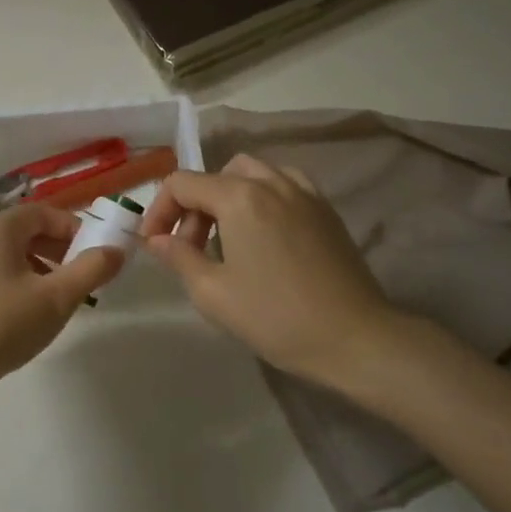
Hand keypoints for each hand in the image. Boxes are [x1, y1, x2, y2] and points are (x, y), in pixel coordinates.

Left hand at [0, 205, 123, 398]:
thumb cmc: (0, 326)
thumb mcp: (55, 299)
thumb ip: (91, 270)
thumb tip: (116, 250)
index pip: (46, 212)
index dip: (76, 229)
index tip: (98, 255)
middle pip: (29, 231)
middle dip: (62, 250)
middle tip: (84, 279)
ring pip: (13, 254)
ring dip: (43, 269)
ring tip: (61, 300)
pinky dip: (21, 283)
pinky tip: (30, 315)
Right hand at [140, 155, 399, 382]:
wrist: (355, 338)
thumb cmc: (276, 317)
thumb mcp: (214, 293)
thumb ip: (179, 258)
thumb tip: (158, 240)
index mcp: (239, 197)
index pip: (182, 184)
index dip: (159, 210)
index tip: (154, 244)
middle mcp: (270, 181)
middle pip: (217, 175)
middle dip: (194, 205)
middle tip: (190, 248)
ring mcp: (303, 192)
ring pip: (252, 173)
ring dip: (227, 196)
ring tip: (226, 237)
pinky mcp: (325, 209)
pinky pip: (284, 184)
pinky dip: (262, 196)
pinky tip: (264, 231)